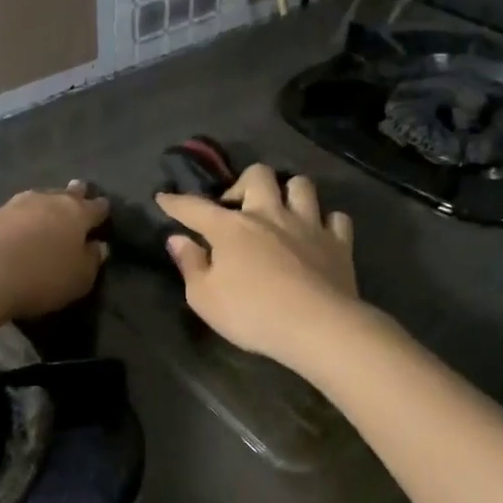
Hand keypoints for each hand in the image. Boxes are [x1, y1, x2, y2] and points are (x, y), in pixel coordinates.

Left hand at [0, 182, 109, 324]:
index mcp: (77, 213)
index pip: (96, 207)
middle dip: (75, 195)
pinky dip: (23, 217)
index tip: (104, 212)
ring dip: (47, 204)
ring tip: (50, 211)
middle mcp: (49, 200)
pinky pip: (16, 212)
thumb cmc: (41, 277)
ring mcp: (17, 204)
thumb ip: (92, 261)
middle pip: (67, 194)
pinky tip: (21, 225)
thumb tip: (99, 246)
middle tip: (79, 194)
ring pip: (40, 198)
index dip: (102, 210)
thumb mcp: (79, 279)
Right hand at [157, 165, 359, 367]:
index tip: (164, 197)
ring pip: (301, 185)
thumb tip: (177, 240)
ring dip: (289, 192)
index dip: (176, 202)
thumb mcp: (204, 298)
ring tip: (282, 211)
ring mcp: (308, 225)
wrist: (317, 327)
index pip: (196, 208)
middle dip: (244, 183)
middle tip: (238, 208)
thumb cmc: (252, 314)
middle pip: (258, 175)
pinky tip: (319, 234)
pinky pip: (336, 218)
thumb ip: (190, 265)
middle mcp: (270, 215)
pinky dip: (326, 222)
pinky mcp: (339, 243)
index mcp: (231, 228)